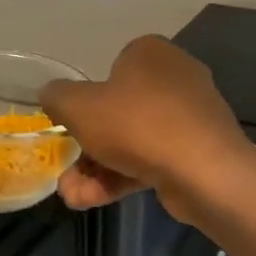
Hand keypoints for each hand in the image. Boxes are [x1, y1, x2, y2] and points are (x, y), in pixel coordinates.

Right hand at [40, 36, 255, 222]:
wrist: (204, 171)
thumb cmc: (136, 124)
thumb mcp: (79, 107)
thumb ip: (57, 97)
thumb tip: (51, 94)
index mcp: (150, 53)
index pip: (110, 69)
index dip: (87, 100)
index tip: (73, 126)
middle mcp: (174, 77)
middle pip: (118, 112)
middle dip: (87, 148)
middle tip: (67, 172)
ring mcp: (190, 117)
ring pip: (132, 141)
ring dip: (97, 170)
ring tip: (74, 197)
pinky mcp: (197, 151)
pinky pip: (152, 159)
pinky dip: (123, 178)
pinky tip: (94, 201)